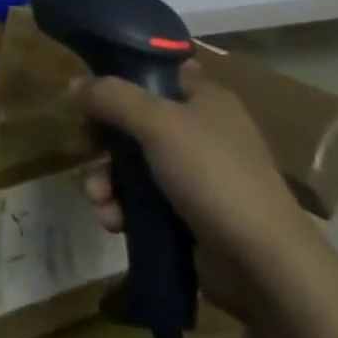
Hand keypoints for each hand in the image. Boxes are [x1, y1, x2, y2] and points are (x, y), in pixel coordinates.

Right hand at [77, 64, 320, 318]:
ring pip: (135, 165)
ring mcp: (197, 176)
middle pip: (136, 122)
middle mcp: (201, 131)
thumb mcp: (158, 124)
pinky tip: (112, 222)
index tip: (87, 97)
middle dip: (104, 140)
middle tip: (82, 149)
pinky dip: (124, 209)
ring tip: (98, 199)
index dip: (118, 82)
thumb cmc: (212, 175)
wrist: (263, 263)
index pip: (154, 74)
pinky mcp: (190, 215)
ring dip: (108, 180)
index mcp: (204, 98)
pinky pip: (144, 202)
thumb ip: (112, 98)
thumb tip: (74, 83)